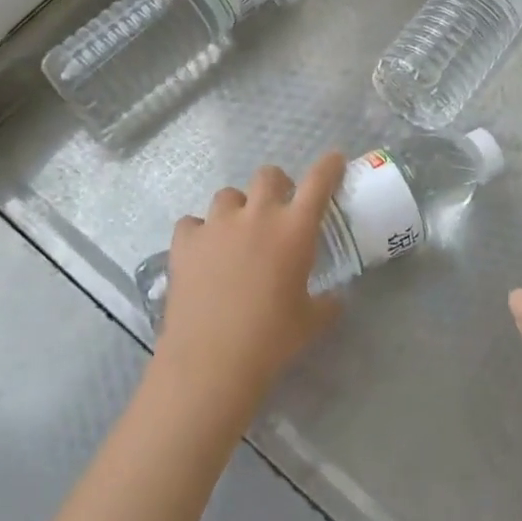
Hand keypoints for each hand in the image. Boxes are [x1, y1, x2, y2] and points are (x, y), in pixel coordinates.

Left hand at [155, 154, 346, 409]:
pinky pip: (193, 223)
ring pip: (228, 195)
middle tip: (278, 208)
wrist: (211, 360)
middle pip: (268, 175)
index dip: (329, 166)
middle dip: (277, 185)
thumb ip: (328, 303)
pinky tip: (202, 253)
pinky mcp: (185, 241)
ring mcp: (217, 224)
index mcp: (294, 229)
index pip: (319, 181)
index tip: (334, 160)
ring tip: (236, 234)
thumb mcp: (311, 322)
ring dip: (237, 208)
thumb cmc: (271, 339)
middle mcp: (257, 215)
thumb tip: (336, 300)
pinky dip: (200, 233)